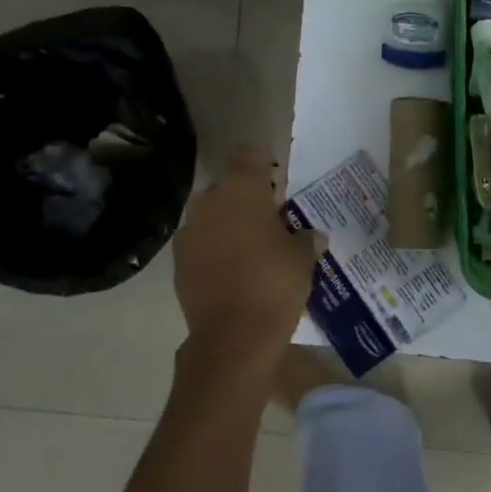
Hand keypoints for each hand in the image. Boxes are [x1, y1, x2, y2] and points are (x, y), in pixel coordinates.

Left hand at [173, 146, 321, 382]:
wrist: (233, 337)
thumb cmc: (275, 283)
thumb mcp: (303, 258)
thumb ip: (306, 239)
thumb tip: (312, 236)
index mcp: (242, 190)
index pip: (247, 155)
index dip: (261, 162)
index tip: (276, 177)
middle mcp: (210, 202)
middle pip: (226, 186)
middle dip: (244, 197)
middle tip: (269, 218)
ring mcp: (189, 233)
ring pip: (211, 216)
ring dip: (227, 224)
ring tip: (251, 247)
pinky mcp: (178, 263)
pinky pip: (200, 244)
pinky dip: (214, 250)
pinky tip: (233, 270)